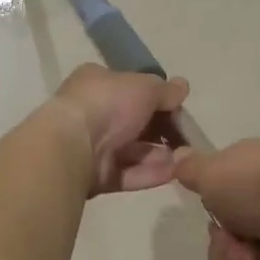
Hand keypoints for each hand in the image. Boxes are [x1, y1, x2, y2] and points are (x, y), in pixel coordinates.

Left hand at [51, 64, 190, 196]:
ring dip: (159, 154)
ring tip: (185, 158)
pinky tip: (173, 173)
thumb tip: (182, 87)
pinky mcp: (94, 176)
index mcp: (96, 83)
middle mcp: (92, 112)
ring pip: (132, 151)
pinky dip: (149, 173)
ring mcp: (91, 146)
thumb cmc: (108, 103)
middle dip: (160, 130)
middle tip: (186, 137)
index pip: (130, 88)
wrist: (73, 144)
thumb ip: (165, 89)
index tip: (178, 107)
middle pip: (133, 122)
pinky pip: (127, 173)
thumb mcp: (144, 86)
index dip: (156, 97)